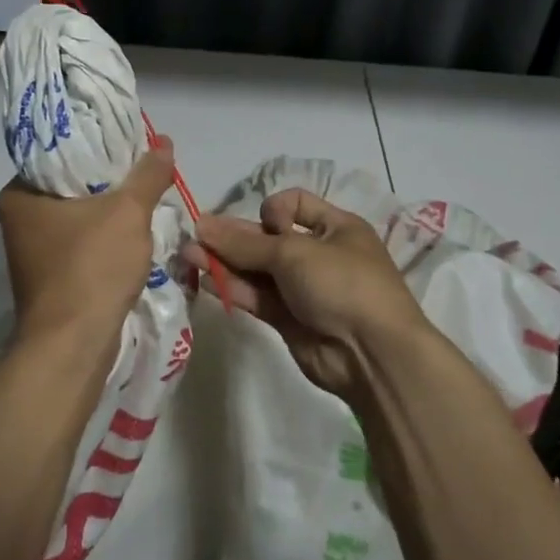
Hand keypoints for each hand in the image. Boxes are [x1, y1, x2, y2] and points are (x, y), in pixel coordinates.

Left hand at [0, 138, 174, 346]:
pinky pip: (81, 241)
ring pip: (78, 214)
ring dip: (109, 209)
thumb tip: (164, 142)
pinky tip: (133, 231)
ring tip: (144, 193)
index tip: (128, 140)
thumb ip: (148, 175)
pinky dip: (105, 235)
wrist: (73, 345)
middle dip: (108, 178)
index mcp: (18, 194)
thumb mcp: (128, 212)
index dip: (96, 143)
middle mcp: (18, 219)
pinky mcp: (49, 276)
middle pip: (71, 184)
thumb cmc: (91, 267)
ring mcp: (32, 251)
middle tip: (142, 166)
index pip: (58, 151)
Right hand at [183, 189, 435, 401]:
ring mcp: (303, 288)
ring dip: (224, 261)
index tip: (267, 227)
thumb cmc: (342, 284)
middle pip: (268, 238)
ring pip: (257, 269)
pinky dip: (232, 287)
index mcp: (335, 227)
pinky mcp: (288, 318)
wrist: (372, 354)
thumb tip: (201, 225)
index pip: (294, 204)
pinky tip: (203, 278)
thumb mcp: (295, 253)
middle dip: (233, 237)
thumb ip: (245, 243)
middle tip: (195, 237)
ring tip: (188, 256)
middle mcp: (318, 254)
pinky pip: (256, 296)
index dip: (272, 211)